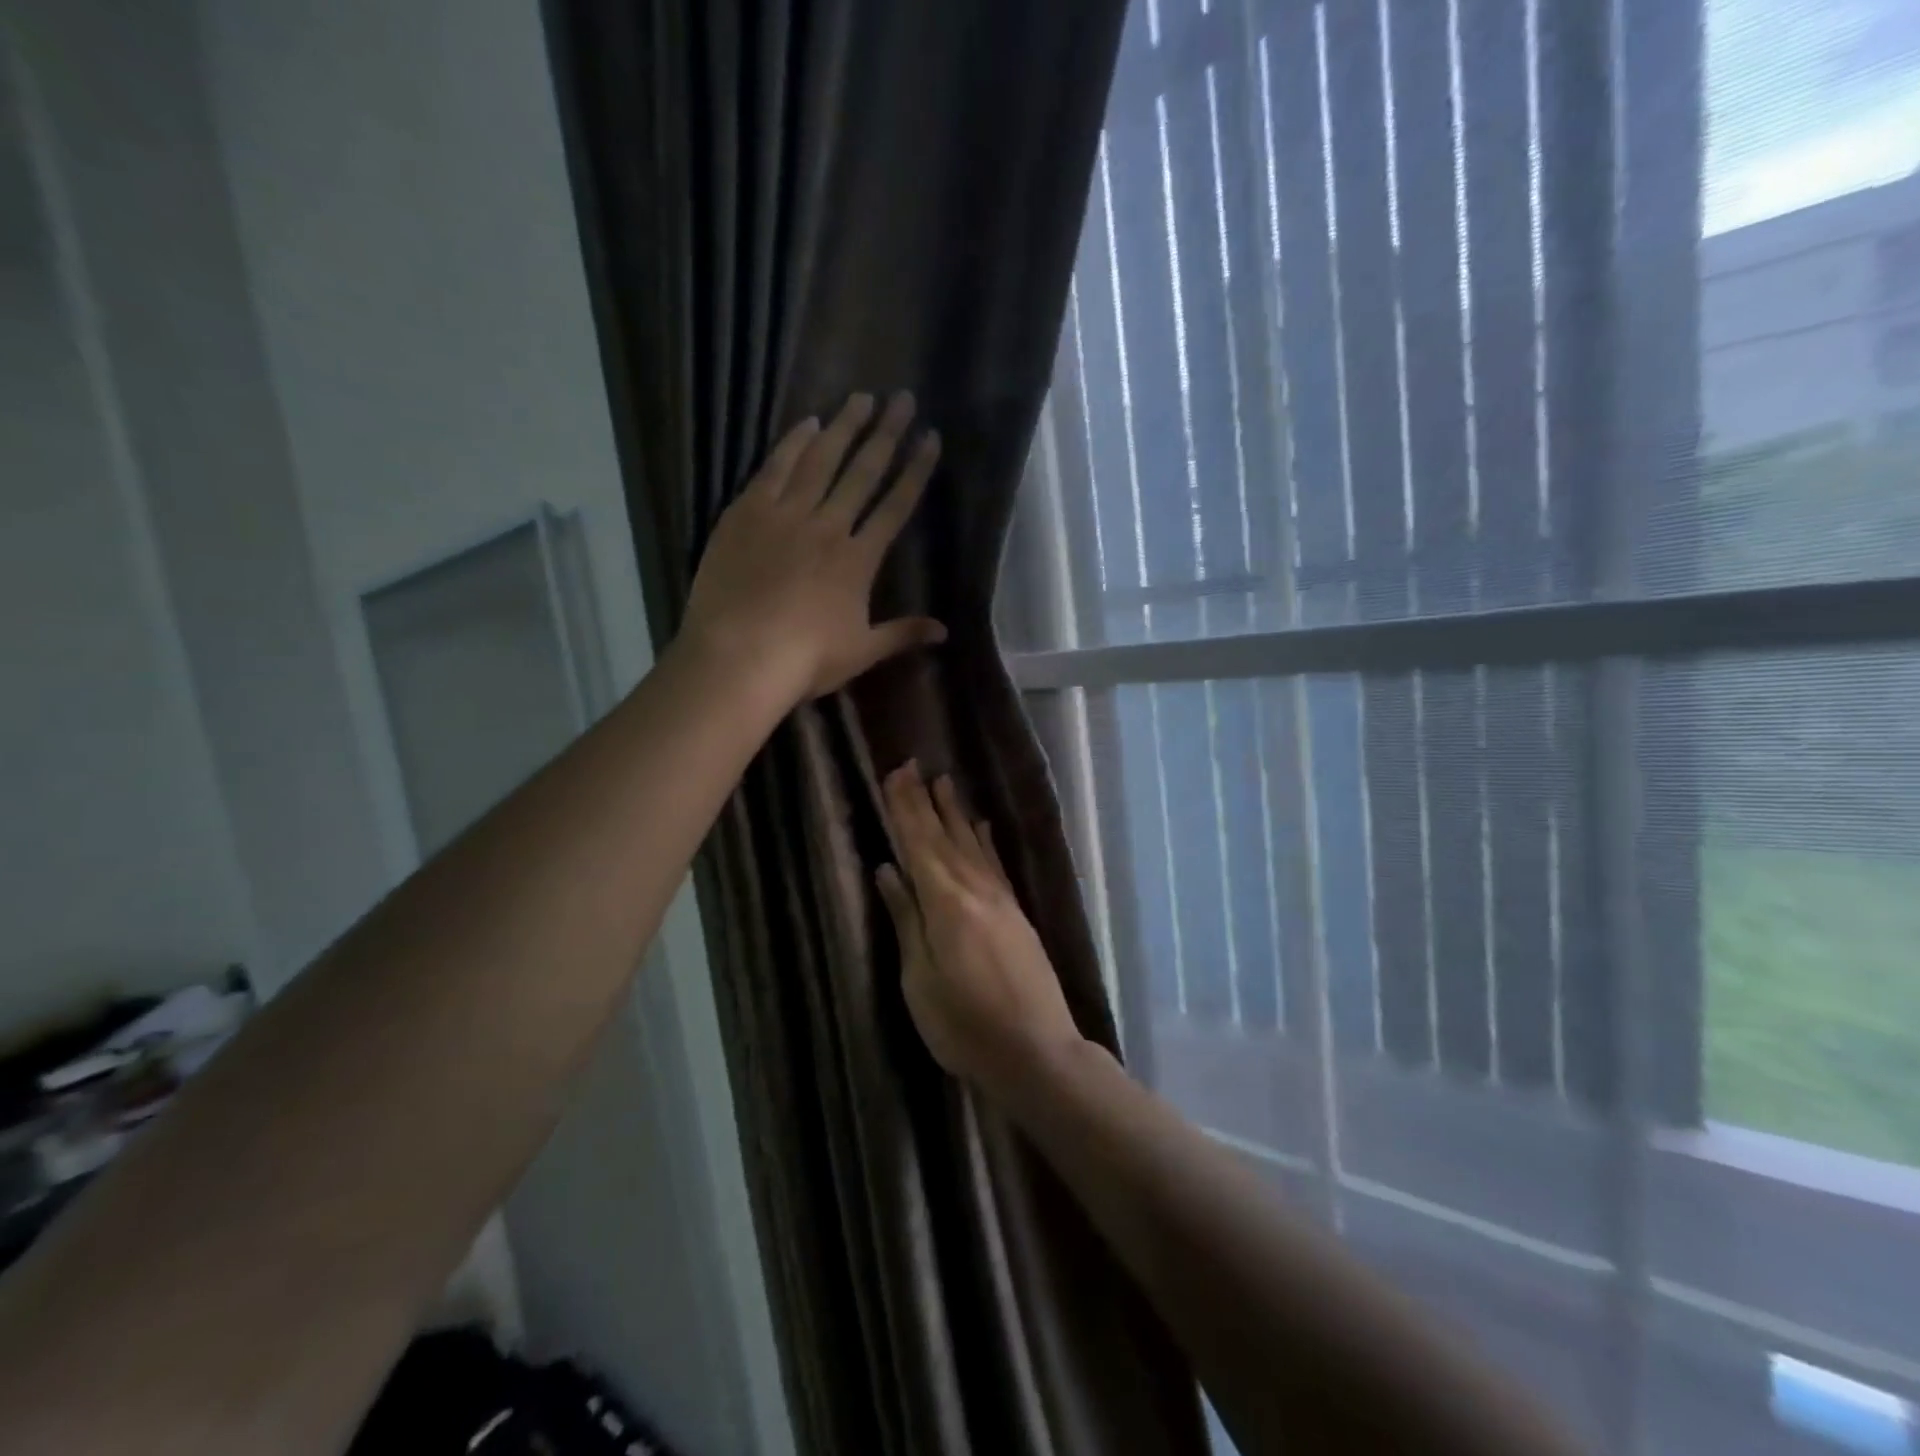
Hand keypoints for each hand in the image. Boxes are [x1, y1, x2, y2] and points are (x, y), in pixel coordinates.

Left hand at [680, 391, 944, 702]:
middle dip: (886, 434)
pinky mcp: (746, 513)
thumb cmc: (805, 660)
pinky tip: (807, 422)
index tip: (930, 438)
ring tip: (860, 397)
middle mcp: (827, 526)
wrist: (739, 656)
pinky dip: (792, 443)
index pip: (895, 506)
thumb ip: (903, 634)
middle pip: (862, 472)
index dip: (916, 471)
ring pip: (820, 460)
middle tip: (901, 398)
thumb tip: (945, 632)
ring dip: (843, 427)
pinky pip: (774, 468)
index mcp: (858, 559)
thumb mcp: (861, 651)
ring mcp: (785, 515)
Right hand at [877, 762, 1085, 1092]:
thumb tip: (888, 870)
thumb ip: (906, 920)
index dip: (905, 809)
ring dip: (955, 812)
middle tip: (911, 765)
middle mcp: (976, 891)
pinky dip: (985, 841)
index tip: (894, 774)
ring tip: (943, 780)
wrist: (1037, 1052)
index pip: (919, 845)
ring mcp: (1001, 900)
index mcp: (946, 905)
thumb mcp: (920, 980)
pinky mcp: (1017, 914)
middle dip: (925, 801)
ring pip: (972, 844)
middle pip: (944, 837)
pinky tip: (980, 825)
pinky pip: (995, 864)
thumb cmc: (964, 1026)